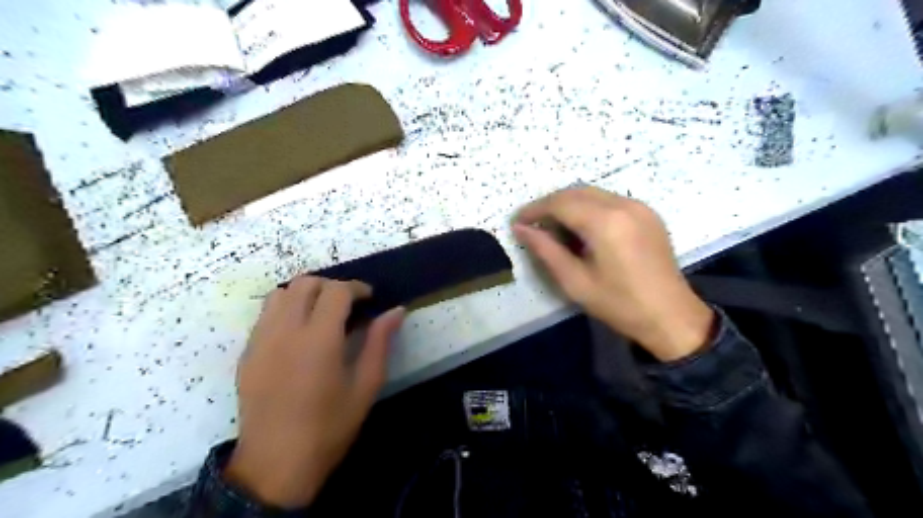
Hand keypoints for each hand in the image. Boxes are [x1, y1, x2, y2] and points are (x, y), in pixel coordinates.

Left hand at [225, 277, 404, 507]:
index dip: (356, 288)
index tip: (369, 299)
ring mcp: (261, 340)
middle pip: (305, 283)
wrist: (275, 464)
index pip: (336, 291)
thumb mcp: (366, 385)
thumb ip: (380, 342)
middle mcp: (286, 331)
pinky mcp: (247, 353)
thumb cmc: (329, 426)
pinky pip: (265, 315)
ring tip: (322, 313)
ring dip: (305, 293)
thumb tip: (396, 311)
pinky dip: (286, 309)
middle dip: (331, 286)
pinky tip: (299, 333)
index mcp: (319, 340)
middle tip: (348, 305)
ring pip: (281, 294)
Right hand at [513, 188, 712, 362]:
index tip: (517, 221)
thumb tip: (520, 229)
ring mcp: (639, 206)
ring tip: (553, 227)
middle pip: (576, 192)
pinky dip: (589, 207)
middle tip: (532, 224)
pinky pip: (609, 200)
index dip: (535, 209)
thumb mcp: (575, 281)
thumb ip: (545, 250)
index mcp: (605, 222)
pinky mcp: (647, 213)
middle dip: (550, 204)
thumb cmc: (619, 304)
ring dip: (568, 204)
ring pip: (593, 193)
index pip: (560, 203)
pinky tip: (581, 228)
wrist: (670, 316)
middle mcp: (623, 205)